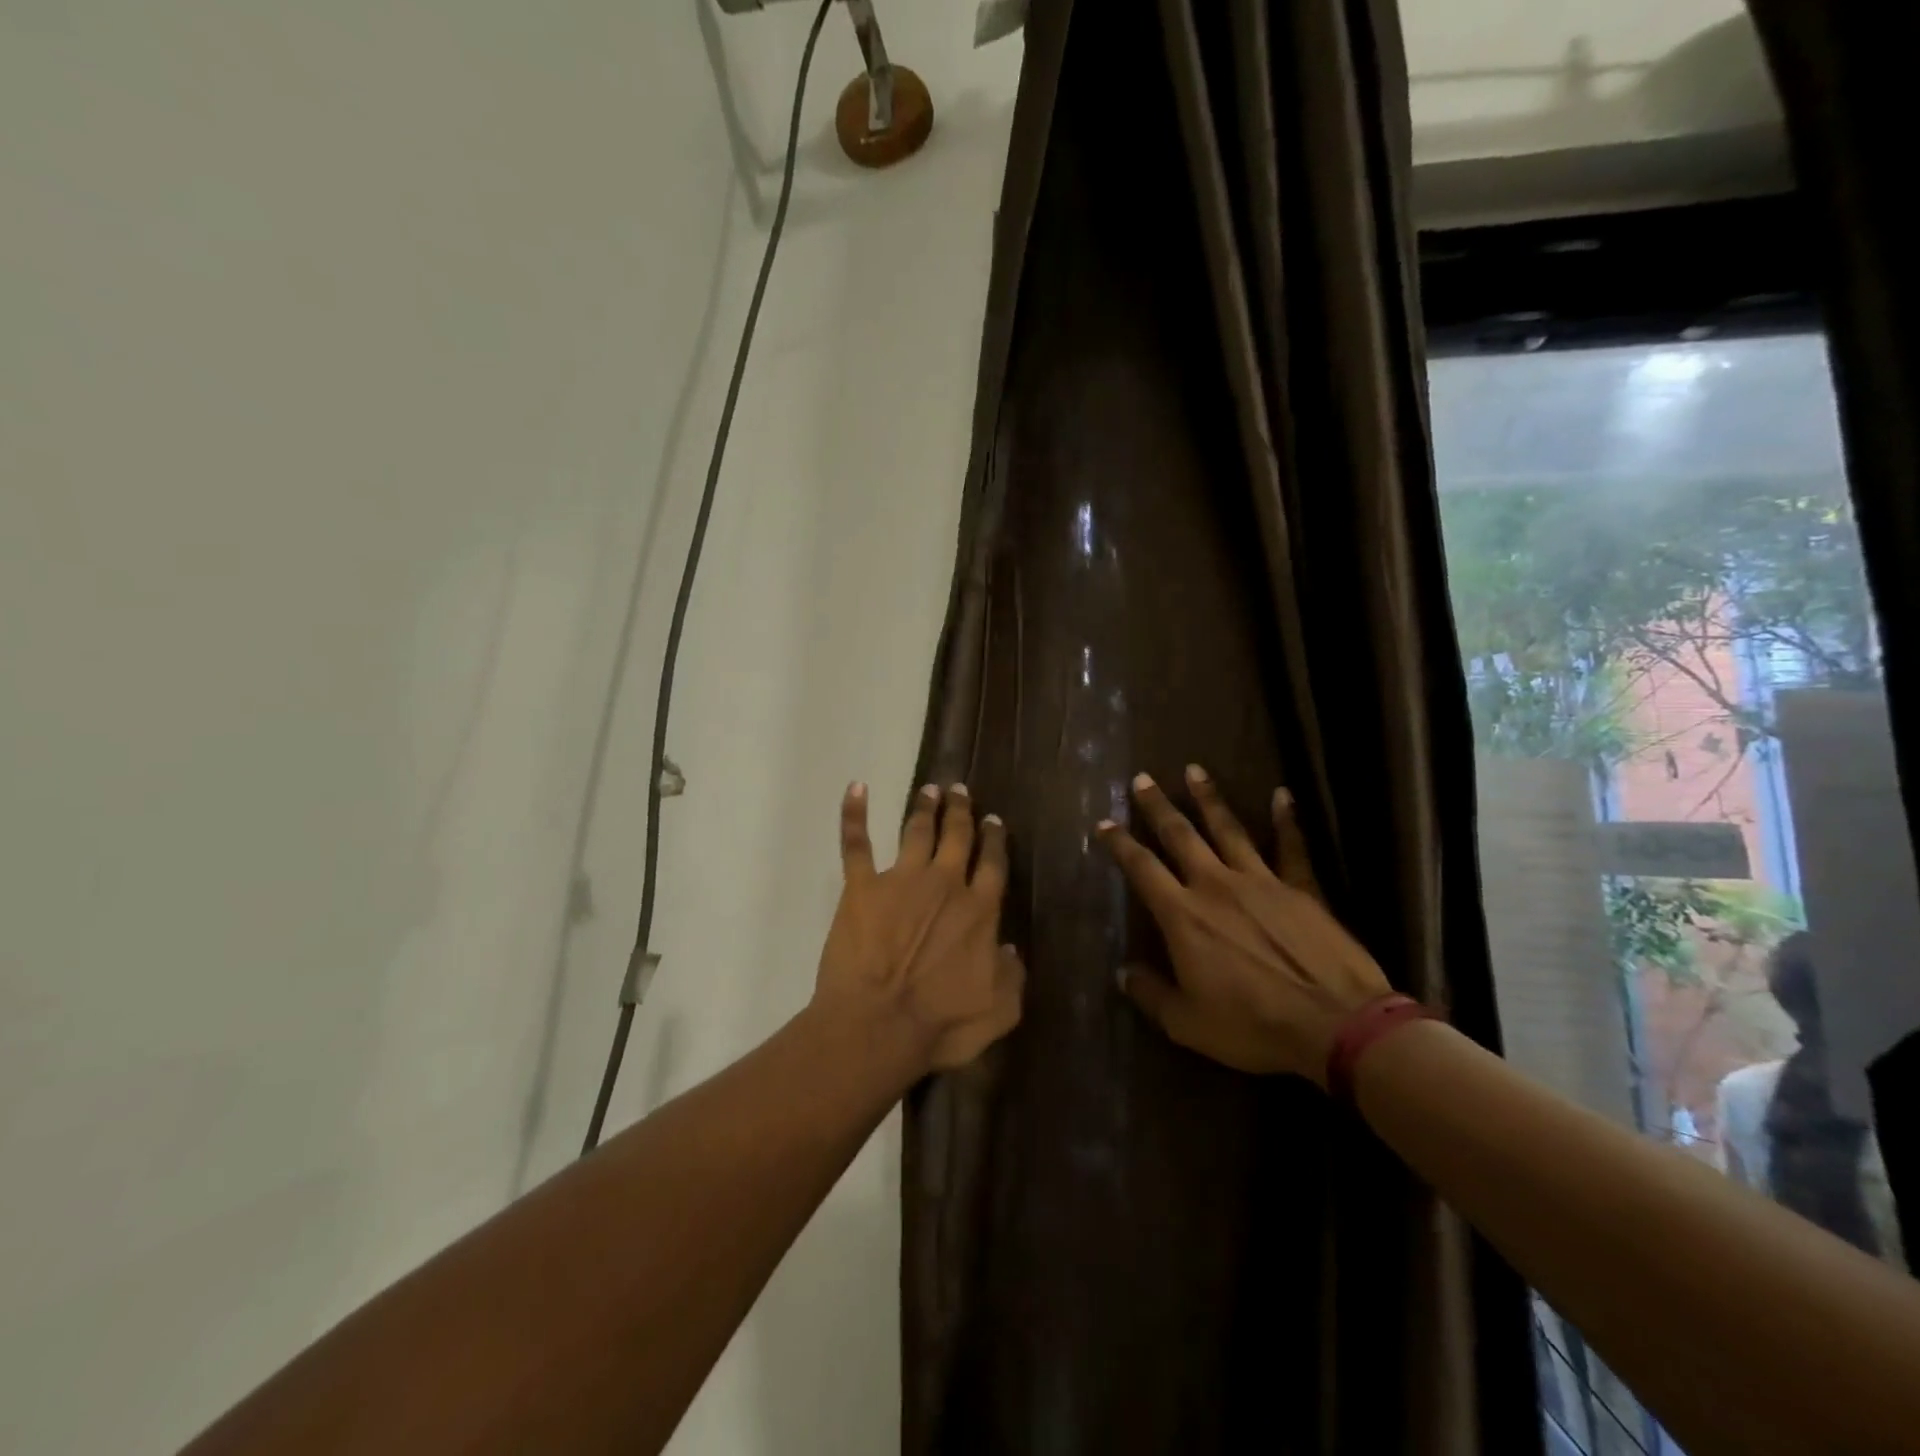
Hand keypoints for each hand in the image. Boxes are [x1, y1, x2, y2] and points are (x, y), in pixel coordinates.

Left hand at [813, 781, 1024, 1080]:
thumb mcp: (999, 1010)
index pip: (993, 863)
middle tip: (960, 790)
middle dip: (961, 811)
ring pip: (917, 831)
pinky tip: (856, 788)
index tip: (994, 821)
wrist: (878, 1025)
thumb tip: (1009, 947)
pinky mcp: (862, 887)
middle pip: (957, 836)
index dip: (995, 840)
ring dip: (925, 807)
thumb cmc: (940, 1024)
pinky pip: (857, 843)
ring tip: (929, 789)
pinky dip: (854, 813)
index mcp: (980, 910)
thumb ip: (1012, 976)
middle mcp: (945, 884)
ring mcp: (901, 880)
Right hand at [1097, 765, 1390, 1085]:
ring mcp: (1261, 881)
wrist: (1334, 1024)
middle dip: (1158, 806)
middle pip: (1180, 835)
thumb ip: (1151, 994)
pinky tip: (1282, 794)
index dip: (1120, 844)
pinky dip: (1286, 819)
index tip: (1104, 823)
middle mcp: (1216, 885)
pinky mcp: (1301, 888)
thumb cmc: (1252, 1026)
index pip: (1142, 868)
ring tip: (1194, 770)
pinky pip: (1291, 846)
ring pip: (1228, 829)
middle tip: (1142, 779)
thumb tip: (1124, 973)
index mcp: (1183, 915)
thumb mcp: (1187, 1023)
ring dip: (1209, 798)